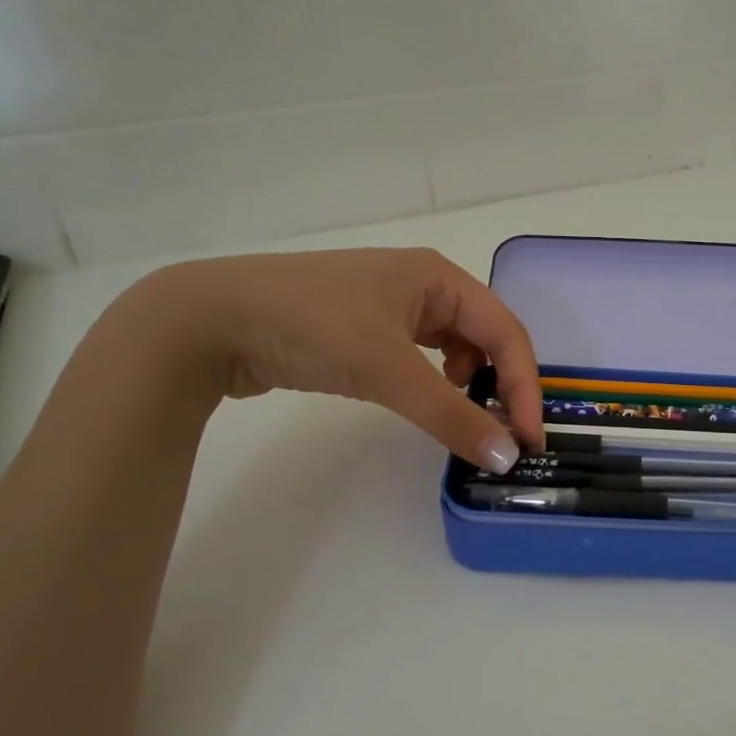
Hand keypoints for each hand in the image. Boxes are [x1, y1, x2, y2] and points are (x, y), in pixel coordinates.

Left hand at [124, 249, 541, 472]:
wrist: (208, 319)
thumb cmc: (311, 326)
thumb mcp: (387, 369)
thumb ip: (450, 415)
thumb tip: (507, 458)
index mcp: (439, 277)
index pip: (506, 332)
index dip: (524, 386)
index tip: (527, 438)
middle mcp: (423, 284)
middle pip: (485, 336)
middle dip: (501, 384)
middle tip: (504, 434)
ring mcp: (390, 305)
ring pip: (453, 347)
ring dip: (469, 383)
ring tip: (465, 416)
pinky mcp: (363, 328)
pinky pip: (420, 356)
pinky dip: (434, 381)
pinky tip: (424, 399)